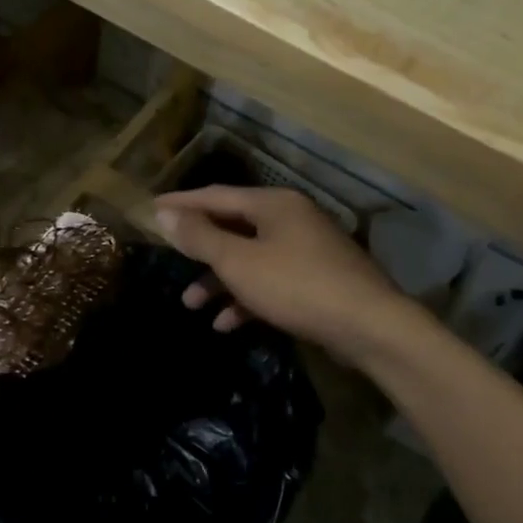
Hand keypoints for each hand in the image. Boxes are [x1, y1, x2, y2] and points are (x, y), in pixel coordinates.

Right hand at [153, 185, 418, 361]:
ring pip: (250, 259)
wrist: (369, 327)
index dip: (182, 203)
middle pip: (233, 227)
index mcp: (273, 204)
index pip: (216, 196)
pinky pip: (270, 282)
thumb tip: (165, 214)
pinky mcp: (315, 280)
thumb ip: (200, 237)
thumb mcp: (239, 262)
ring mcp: (306, 250)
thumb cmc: (296, 286)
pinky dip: (246, 298)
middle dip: (200, 250)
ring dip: (219, 280)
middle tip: (169, 259)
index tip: (153, 209)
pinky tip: (226, 324)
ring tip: (191, 304)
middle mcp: (290, 219)